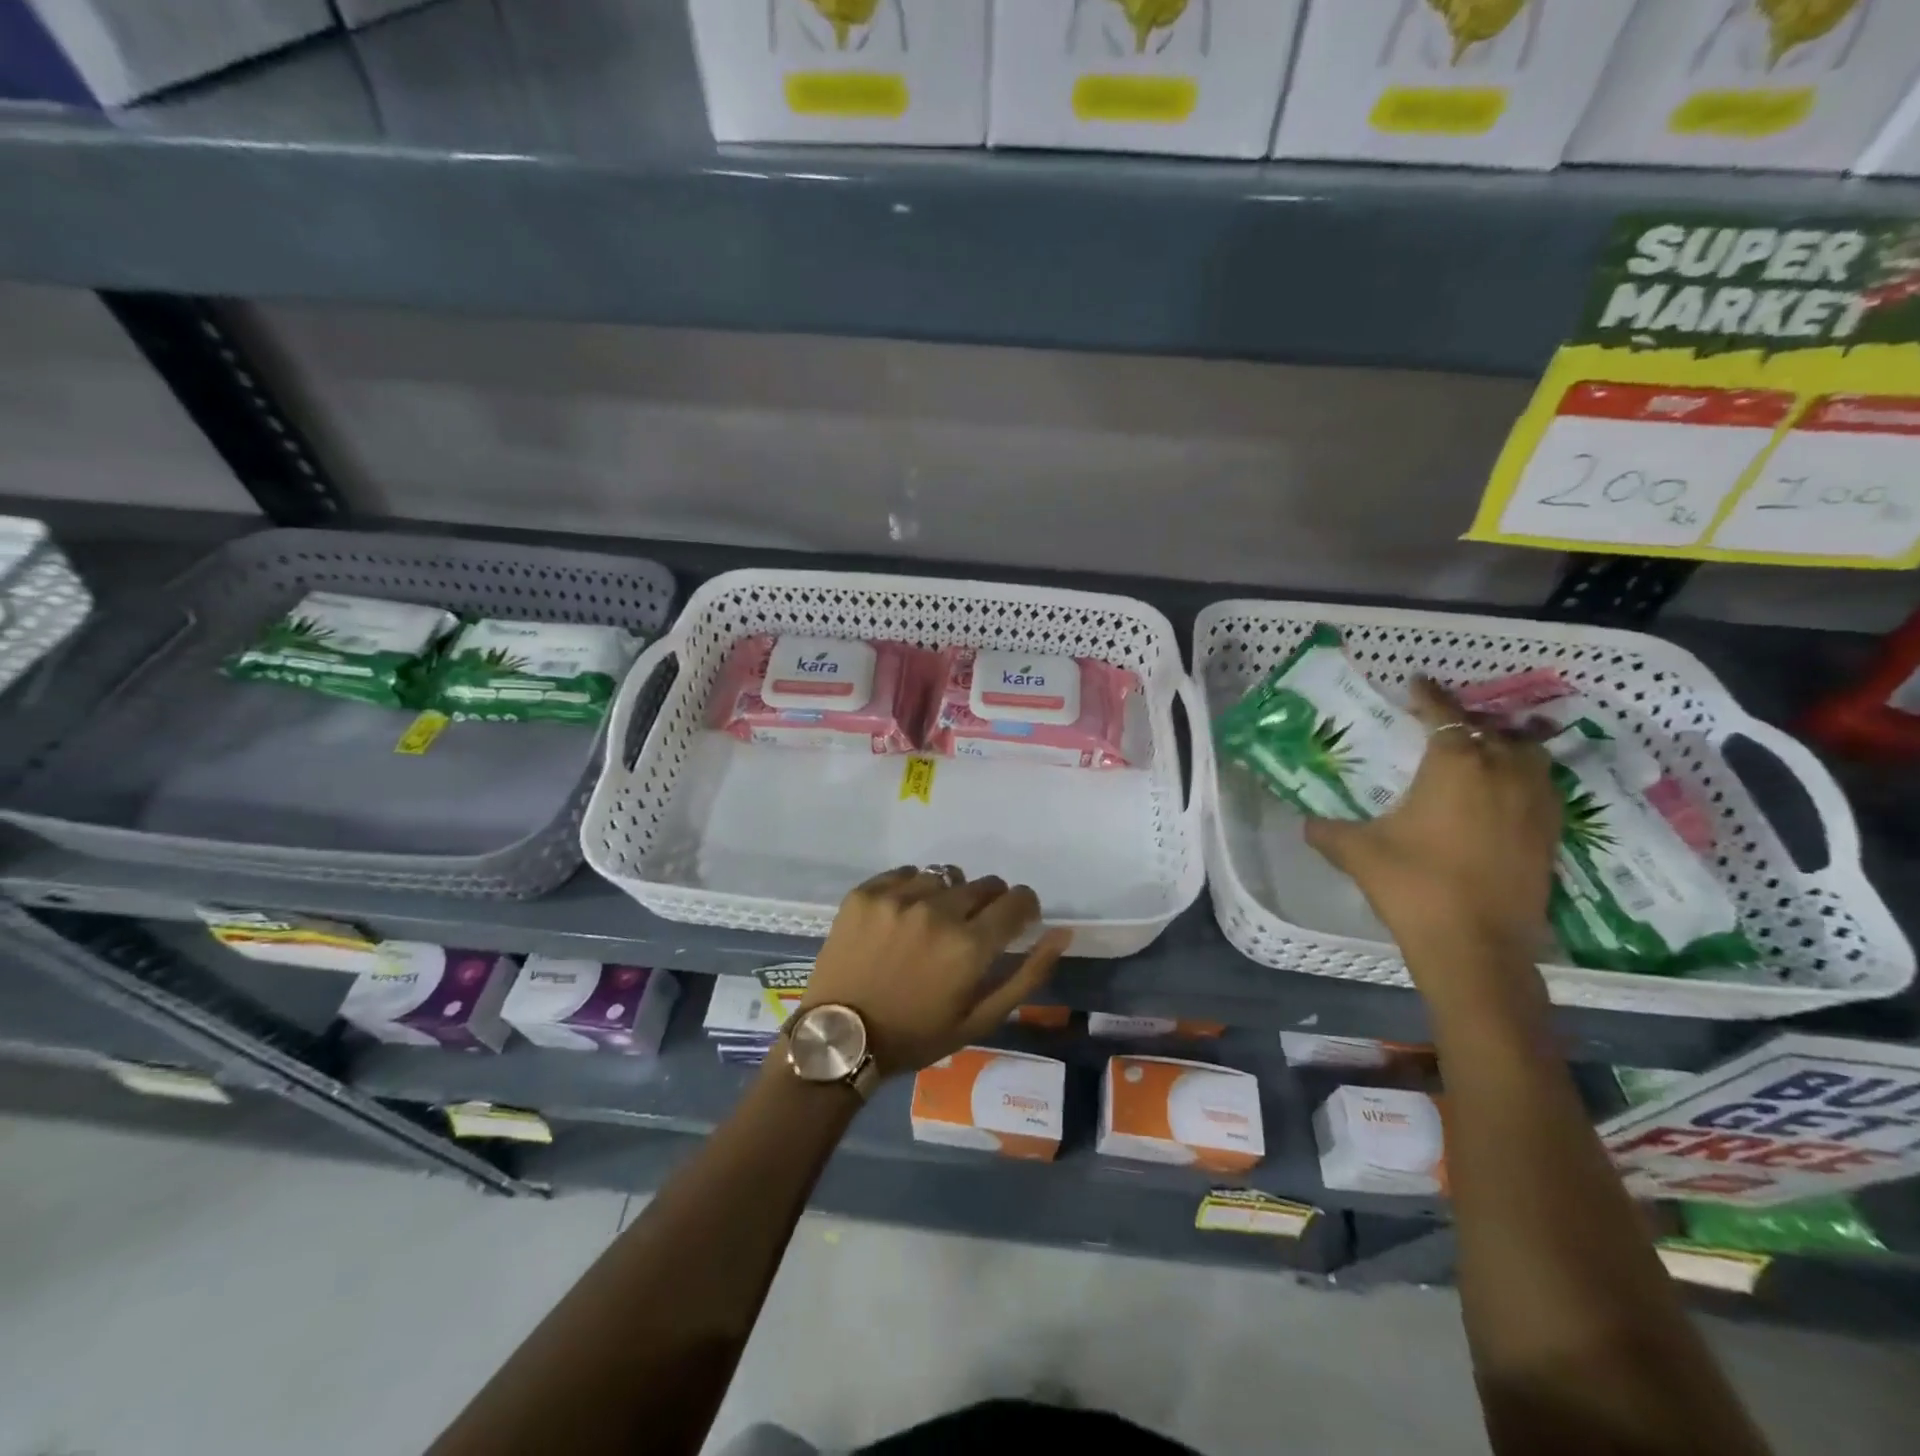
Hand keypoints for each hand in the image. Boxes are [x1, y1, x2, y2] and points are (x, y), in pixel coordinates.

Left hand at [802, 866, 1071, 1078]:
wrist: (839, 1037)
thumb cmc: (915, 1035)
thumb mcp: (980, 1019)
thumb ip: (1027, 975)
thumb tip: (1062, 934)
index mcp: (969, 945)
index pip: (1017, 900)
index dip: (1024, 907)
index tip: (1016, 919)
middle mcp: (937, 911)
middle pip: (984, 884)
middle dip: (988, 903)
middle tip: (970, 929)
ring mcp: (898, 898)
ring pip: (944, 876)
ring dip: (948, 895)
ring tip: (931, 924)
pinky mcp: (866, 892)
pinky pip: (905, 873)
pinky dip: (912, 889)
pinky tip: (902, 916)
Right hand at [1304, 678, 1561, 974]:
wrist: (1474, 946)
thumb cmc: (1412, 884)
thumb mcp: (1355, 852)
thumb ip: (1327, 829)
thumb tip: (1307, 822)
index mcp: (1456, 764)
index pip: (1443, 714)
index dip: (1429, 695)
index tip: (1417, 681)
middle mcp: (1503, 772)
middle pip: (1493, 729)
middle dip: (1469, 721)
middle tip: (1443, 725)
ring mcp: (1535, 804)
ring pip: (1528, 756)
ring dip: (1505, 746)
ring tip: (1481, 753)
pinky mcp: (1550, 835)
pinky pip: (1541, 788)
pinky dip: (1522, 779)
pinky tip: (1502, 796)